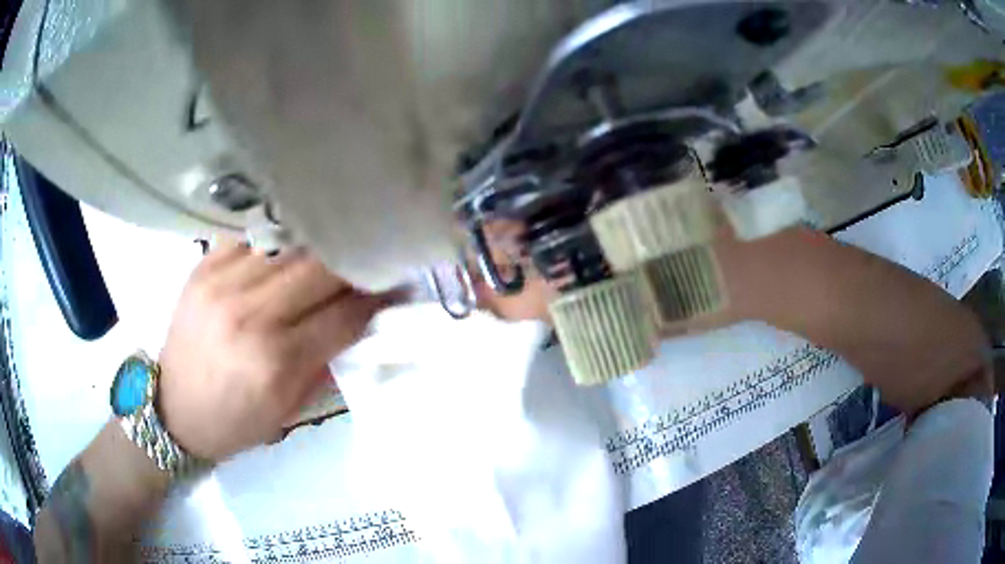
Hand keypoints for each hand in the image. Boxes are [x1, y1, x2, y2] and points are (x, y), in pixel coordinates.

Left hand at [157, 242, 396, 461]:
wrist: (174, 410)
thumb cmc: (236, 422)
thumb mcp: (290, 409)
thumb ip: (327, 360)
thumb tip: (363, 319)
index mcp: (276, 361)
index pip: (345, 313)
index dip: (379, 296)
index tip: (399, 284)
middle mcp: (250, 314)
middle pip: (320, 267)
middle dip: (355, 261)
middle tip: (372, 259)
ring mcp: (222, 283)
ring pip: (289, 243)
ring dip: (321, 244)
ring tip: (337, 245)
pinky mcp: (203, 266)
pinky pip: (253, 235)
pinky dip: (279, 238)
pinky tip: (292, 243)